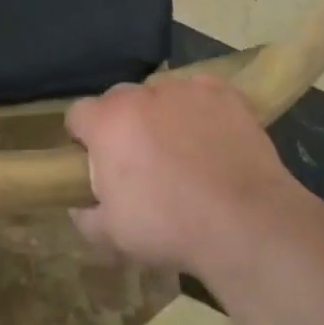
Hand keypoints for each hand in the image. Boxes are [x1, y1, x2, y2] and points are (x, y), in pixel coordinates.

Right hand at [66, 75, 298, 276]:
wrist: (245, 222)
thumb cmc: (169, 227)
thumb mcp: (113, 235)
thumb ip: (86, 216)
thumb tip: (80, 205)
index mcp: (108, 122)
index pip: (78, 114)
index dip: (82, 137)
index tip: (94, 160)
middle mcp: (141, 94)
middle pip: (119, 100)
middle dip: (122, 124)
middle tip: (139, 161)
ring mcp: (184, 89)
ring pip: (160, 95)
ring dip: (161, 116)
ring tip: (182, 152)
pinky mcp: (222, 93)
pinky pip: (200, 95)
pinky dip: (200, 111)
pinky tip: (212, 140)